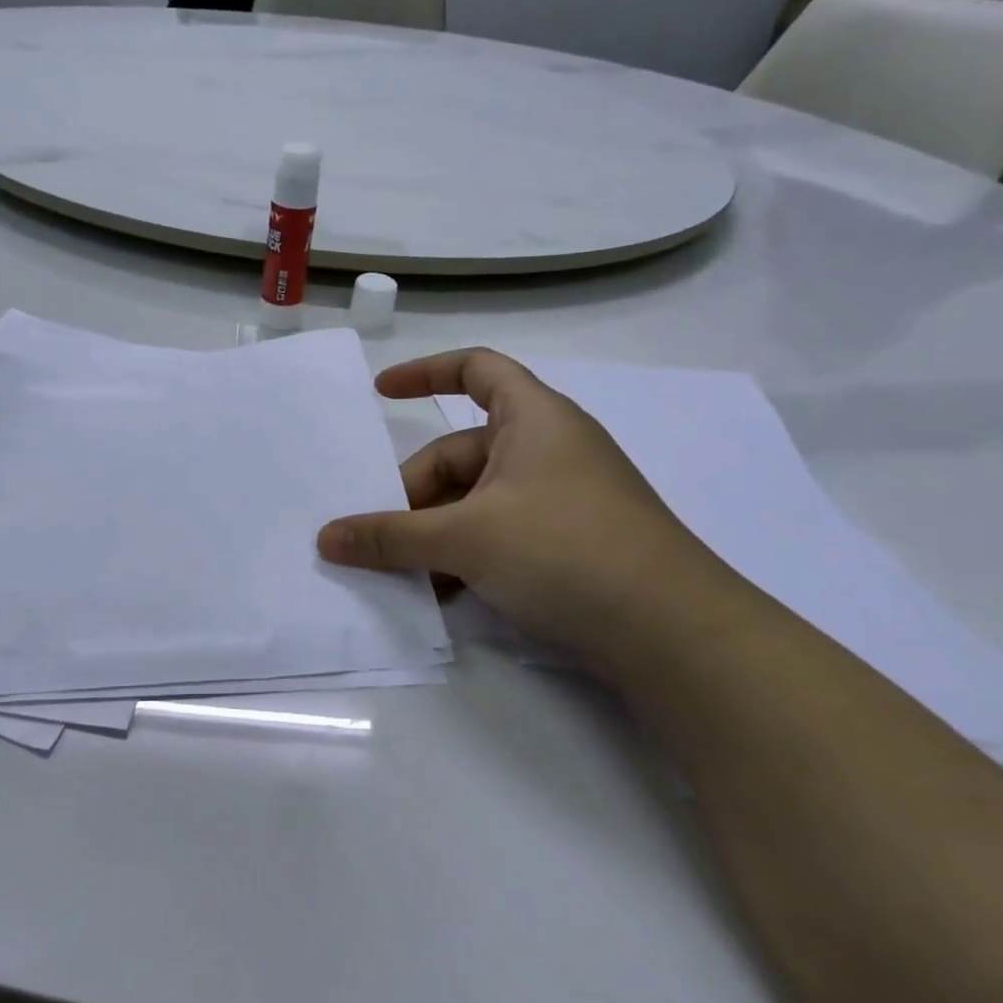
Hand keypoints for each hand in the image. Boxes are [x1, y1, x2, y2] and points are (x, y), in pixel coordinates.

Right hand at [317, 350, 738, 669]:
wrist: (676, 634)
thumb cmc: (565, 550)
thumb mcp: (466, 538)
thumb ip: (390, 537)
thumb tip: (326, 538)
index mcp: (534, 418)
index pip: (475, 368)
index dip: (425, 371)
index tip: (380, 394)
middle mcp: (549, 448)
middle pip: (461, 452)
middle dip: (416, 492)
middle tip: (381, 536)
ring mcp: (562, 498)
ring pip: (477, 500)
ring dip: (437, 532)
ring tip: (406, 573)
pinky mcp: (572, 543)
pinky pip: (501, 532)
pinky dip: (468, 554)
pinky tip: (445, 594)